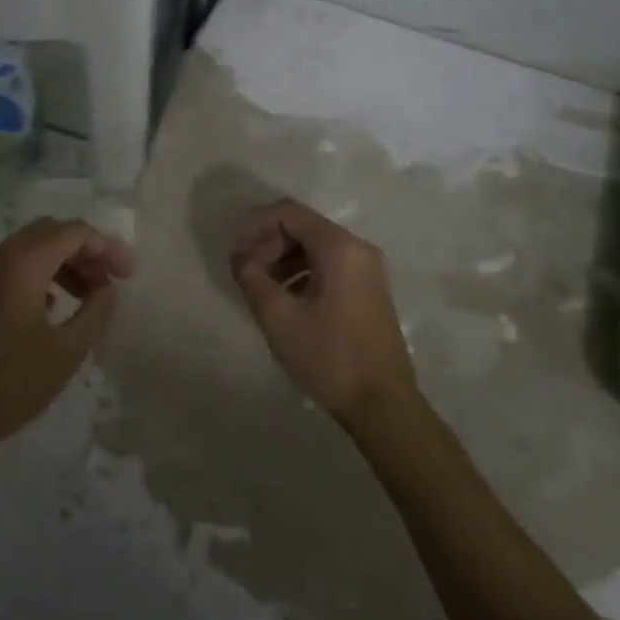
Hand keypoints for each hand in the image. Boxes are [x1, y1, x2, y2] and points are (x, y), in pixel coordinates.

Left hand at [0, 218, 130, 473]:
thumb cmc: (8, 386)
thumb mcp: (66, 353)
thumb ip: (96, 312)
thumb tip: (106, 289)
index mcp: (20, 264)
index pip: (73, 232)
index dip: (106, 247)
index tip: (128, 276)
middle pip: (50, 233)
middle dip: (84, 252)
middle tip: (107, 284)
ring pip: (28, 249)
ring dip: (61, 264)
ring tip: (85, 298)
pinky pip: (9, 268)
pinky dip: (37, 276)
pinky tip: (50, 310)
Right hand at [231, 199, 416, 423]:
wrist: (383, 407)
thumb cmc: (329, 356)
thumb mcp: (278, 317)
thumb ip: (252, 277)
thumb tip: (241, 258)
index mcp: (339, 246)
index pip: (289, 212)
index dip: (255, 226)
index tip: (236, 254)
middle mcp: (358, 248)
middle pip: (303, 227)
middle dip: (269, 244)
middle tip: (247, 274)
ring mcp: (368, 270)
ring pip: (315, 247)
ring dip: (283, 260)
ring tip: (262, 290)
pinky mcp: (370, 290)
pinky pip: (330, 266)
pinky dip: (302, 273)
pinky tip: (286, 302)